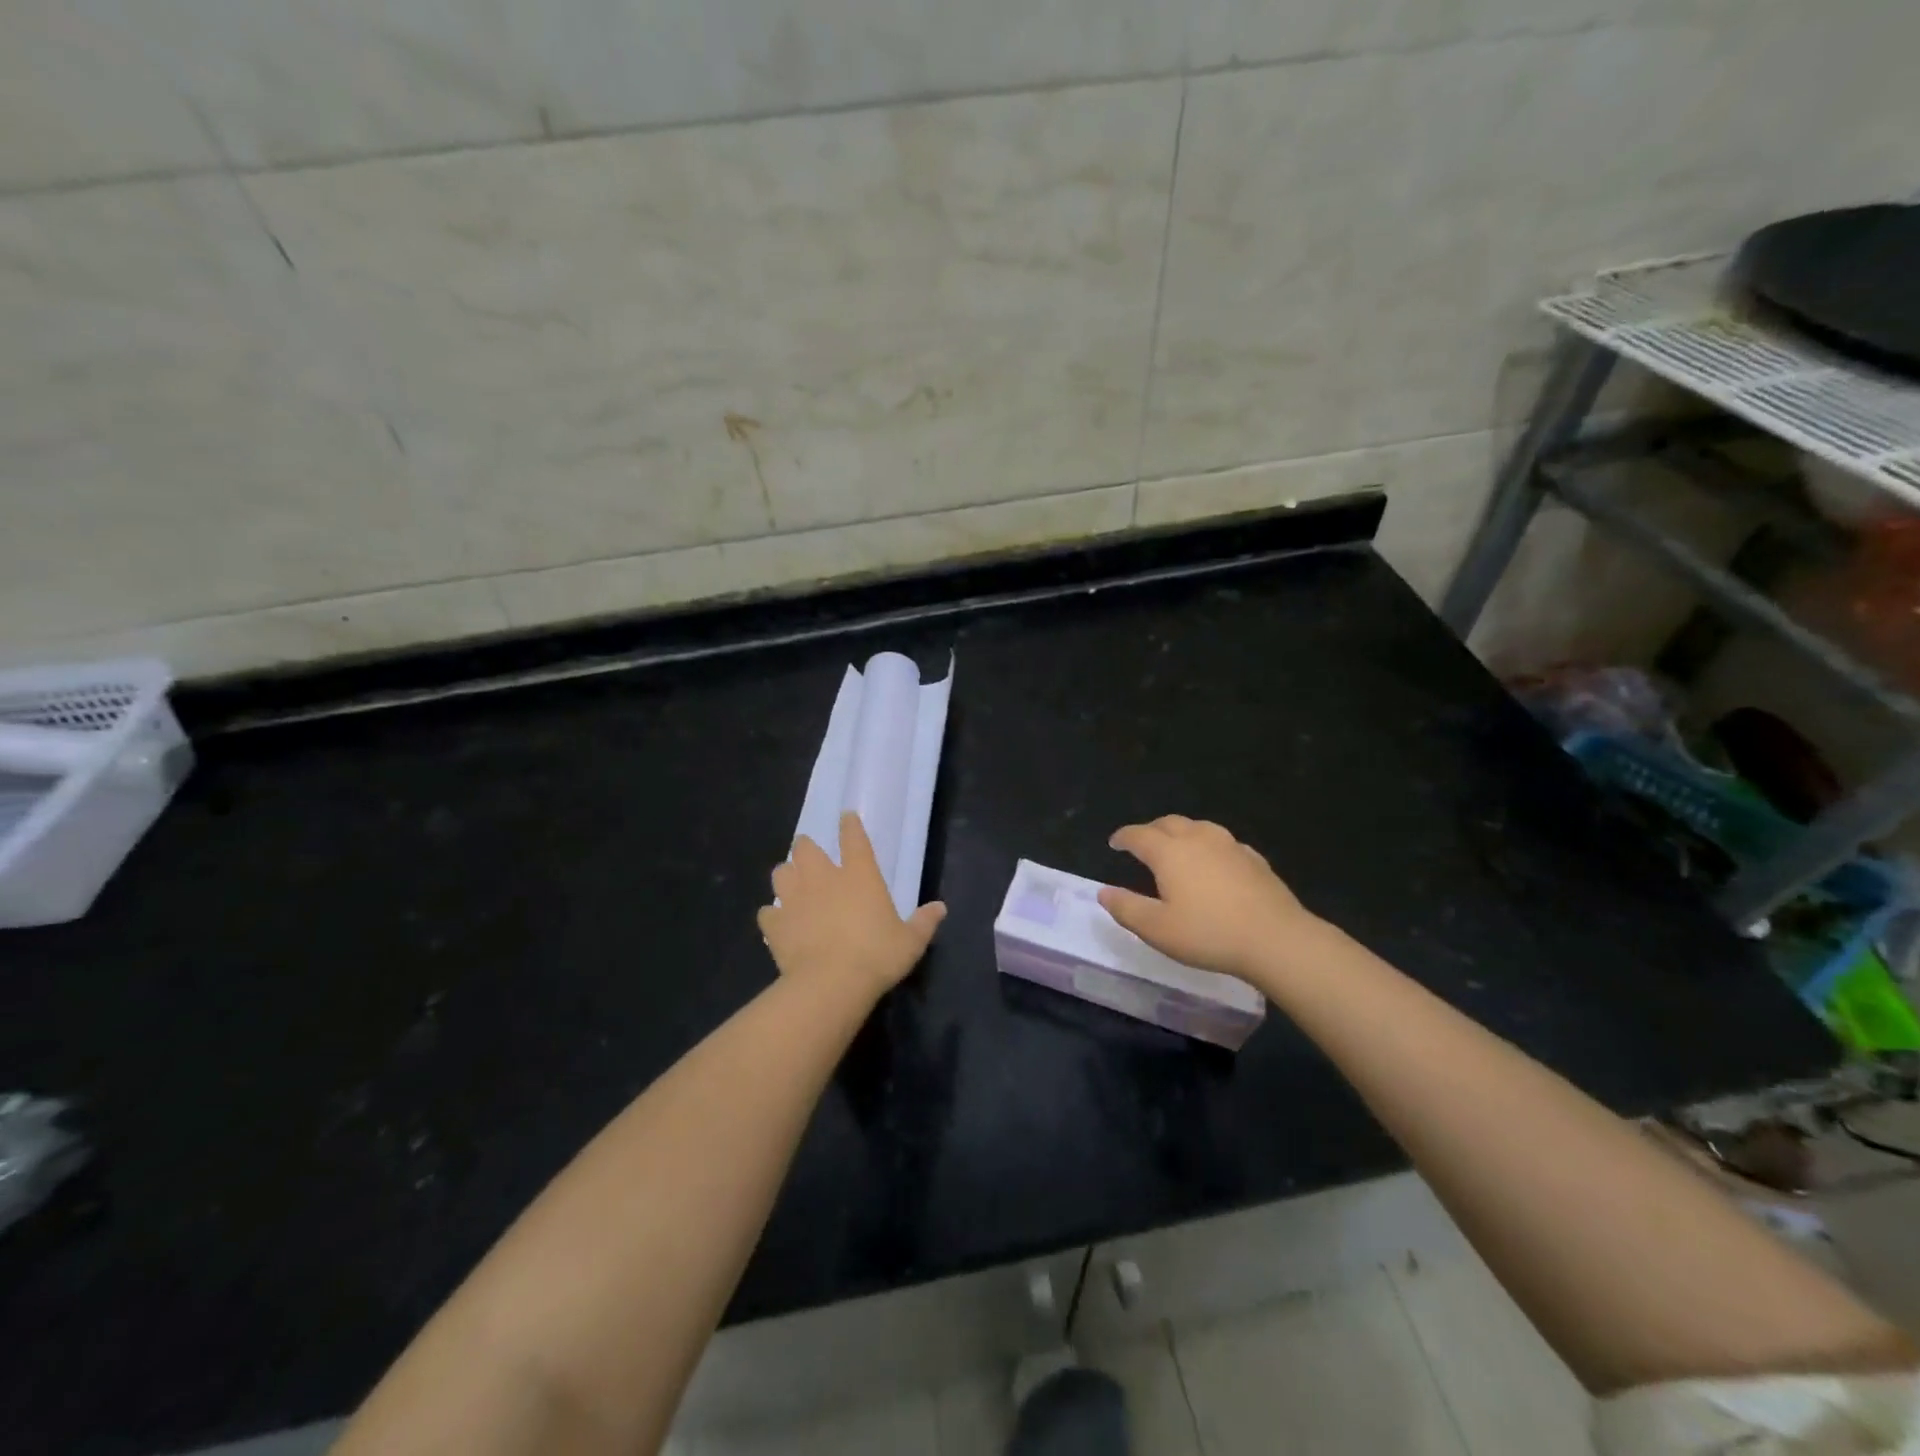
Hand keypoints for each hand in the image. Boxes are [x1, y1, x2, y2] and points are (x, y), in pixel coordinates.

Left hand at [759, 812, 946, 1005]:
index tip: (846, 817)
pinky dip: (772, 915)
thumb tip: (940, 908)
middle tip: (810, 856)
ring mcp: (795, 899)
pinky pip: (768, 913)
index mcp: (859, 875)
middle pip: (806, 848)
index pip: (854, 838)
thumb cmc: (877, 956)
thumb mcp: (910, 942)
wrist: (831, 984)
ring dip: (786, 876)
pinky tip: (777, 922)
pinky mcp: (775, 924)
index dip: (850, 825)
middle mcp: (823, 878)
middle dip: (806, 848)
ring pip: (781, 873)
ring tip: (792, 885)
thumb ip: (924, 922)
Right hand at [1098, 816, 1321, 986]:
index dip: (1123, 837)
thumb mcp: (1157, 929)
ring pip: (1198, 827)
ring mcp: (1229, 846)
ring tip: (1175, 847)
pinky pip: (1223, 843)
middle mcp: (1198, 839)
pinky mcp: (1254, 858)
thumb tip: (1103, 891)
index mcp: (1169, 852)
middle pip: (1168, 823)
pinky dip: (1208, 846)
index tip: (1114, 843)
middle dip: (1150, 830)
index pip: (1138, 835)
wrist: (1276, 939)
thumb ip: (1126, 908)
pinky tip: (1213, 862)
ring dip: (1180, 832)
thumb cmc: (1209, 934)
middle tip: (1141, 843)